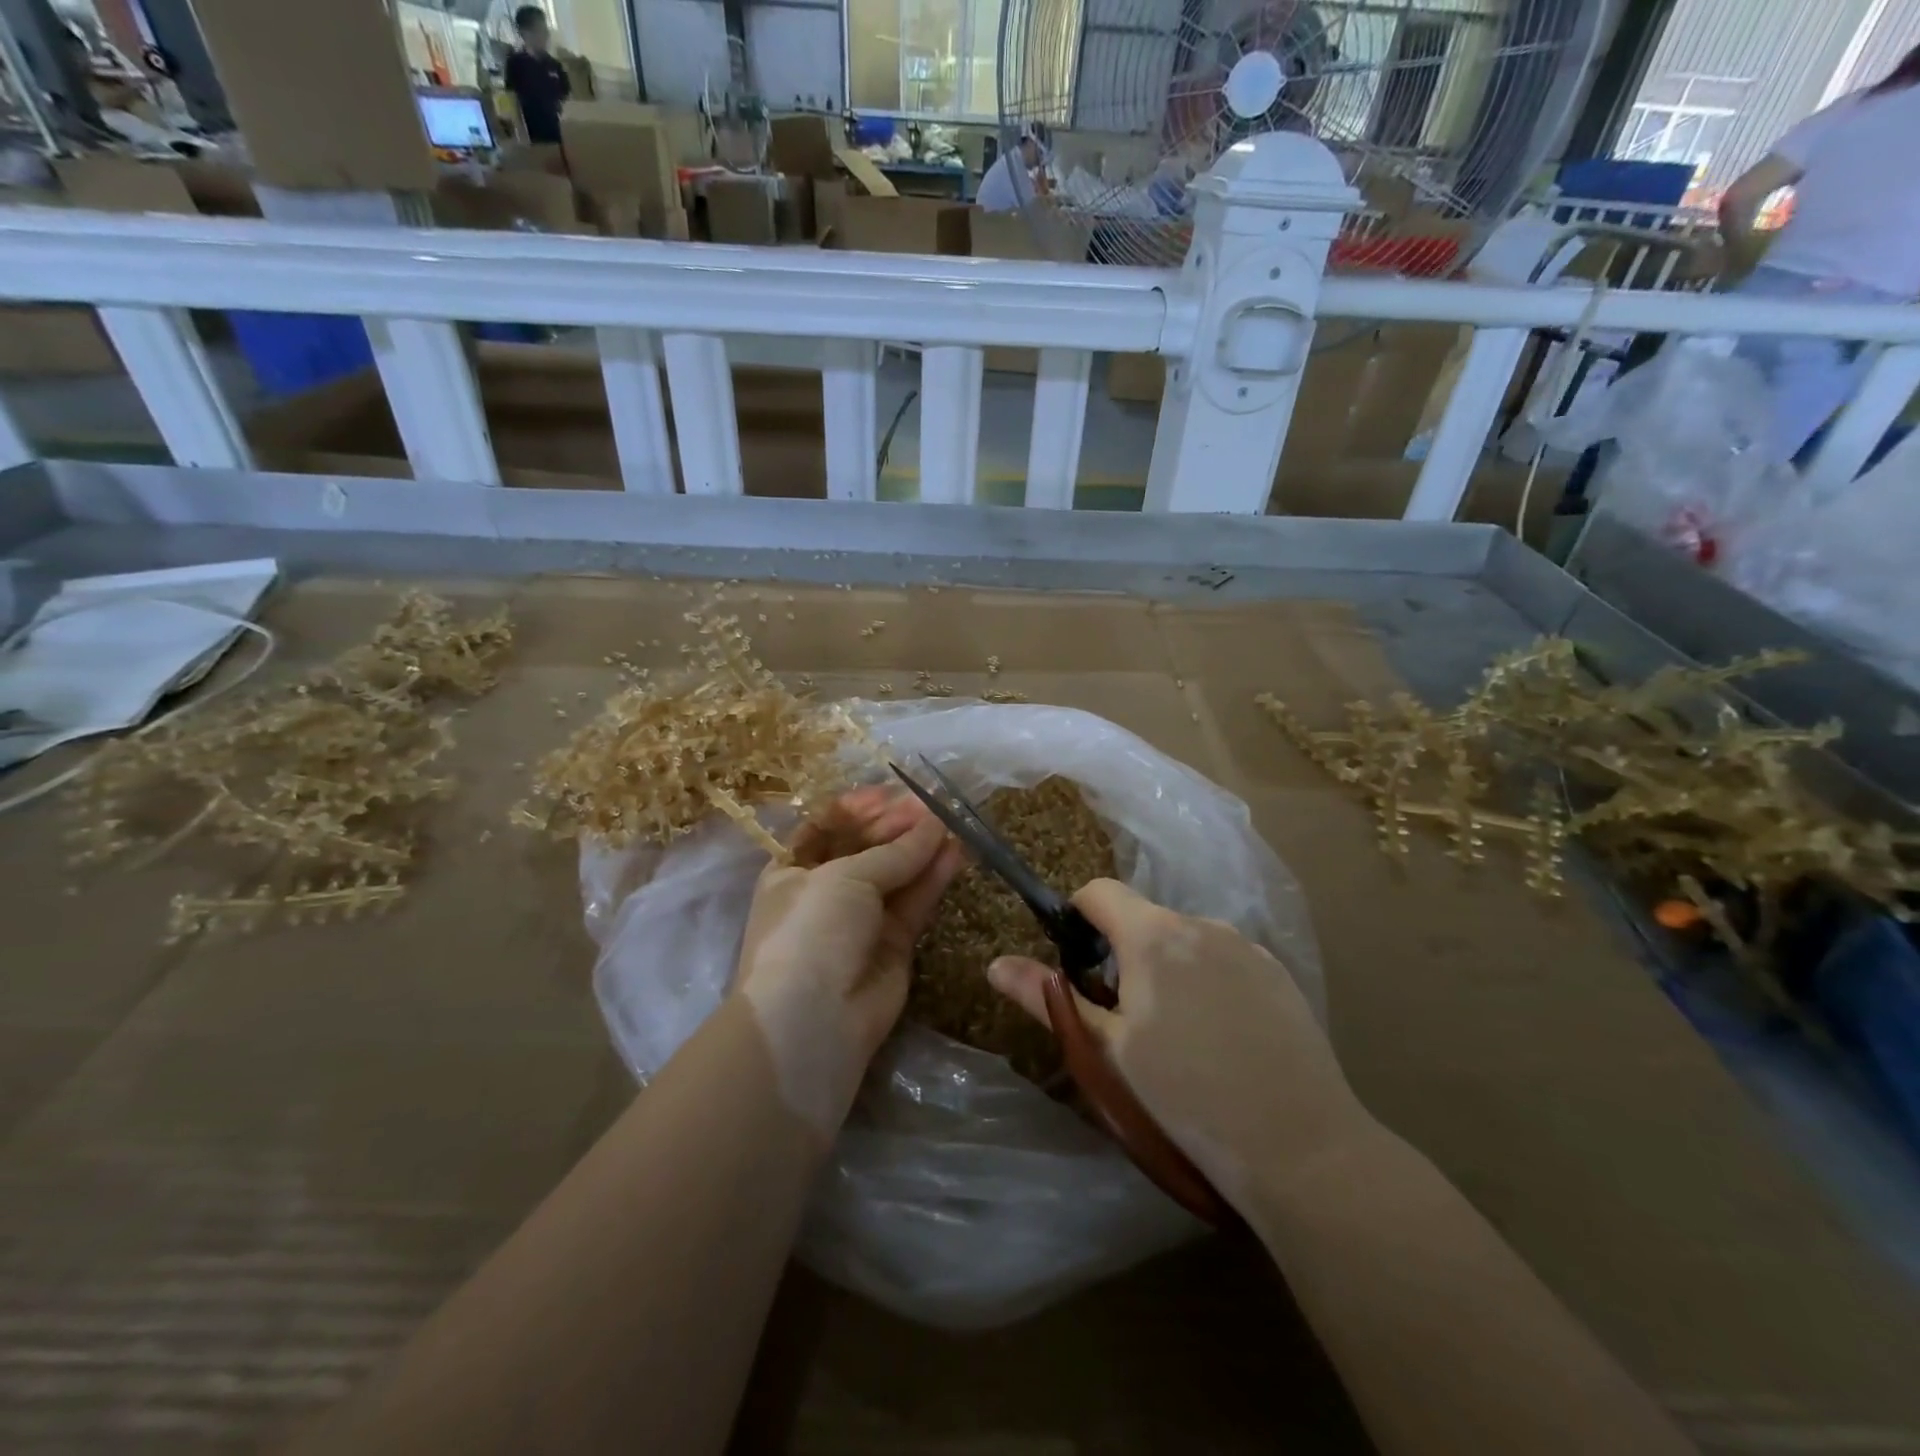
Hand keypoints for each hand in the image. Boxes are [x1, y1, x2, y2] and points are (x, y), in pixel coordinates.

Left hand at [733, 787, 964, 1138]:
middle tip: (931, 805)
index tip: (892, 793)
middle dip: (896, 826)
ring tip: (953, 822)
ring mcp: (860, 920)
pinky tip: (956, 853)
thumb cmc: (811, 929)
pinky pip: (915, 903)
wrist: (814, 1020)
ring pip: (896, 874)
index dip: (859, 808)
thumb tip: (933, 824)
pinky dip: (933, 878)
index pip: (827, 826)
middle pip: (865, 847)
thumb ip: (894, 851)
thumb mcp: (845, 877)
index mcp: (792, 869)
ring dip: (921, 848)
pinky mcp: (893, 945)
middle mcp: (825, 891)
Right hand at [988, 879, 1367, 1208]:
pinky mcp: (1278, 973)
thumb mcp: (1107, 1049)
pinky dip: (1207, 981)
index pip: (1099, 891)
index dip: (1077, 918)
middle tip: (1124, 1020)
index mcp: (1154, 935)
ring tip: (1177, 1037)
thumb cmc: (1186, 1096)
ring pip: (1184, 941)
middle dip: (1121, 954)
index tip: (1077, 967)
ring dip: (1166, 968)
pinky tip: (1222, 1039)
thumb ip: (1048, 998)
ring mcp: (1246, 946)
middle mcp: (1202, 923)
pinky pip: (1224, 959)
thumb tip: (995, 964)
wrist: (1301, 1147)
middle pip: (1143, 920)